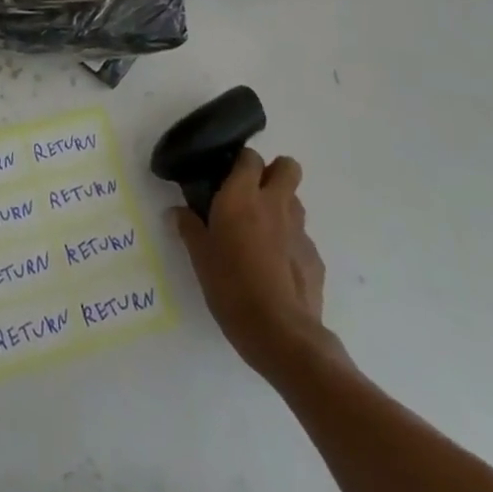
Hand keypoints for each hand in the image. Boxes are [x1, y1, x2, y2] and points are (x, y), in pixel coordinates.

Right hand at [170, 150, 344, 383]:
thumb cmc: (231, 287)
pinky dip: (290, 243)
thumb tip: (176, 211)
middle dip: (273, 172)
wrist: (282, 335)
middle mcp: (274, 205)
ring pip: (295, 201)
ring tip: (261, 231)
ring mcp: (300, 231)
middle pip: (287, 167)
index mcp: (242, 197)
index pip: (249, 157)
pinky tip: (276, 267)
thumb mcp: (200, 257)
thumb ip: (189, 227)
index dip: (240, 161)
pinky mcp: (315, 258)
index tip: (226, 174)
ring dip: (281, 206)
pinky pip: (302, 237)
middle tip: (251, 193)